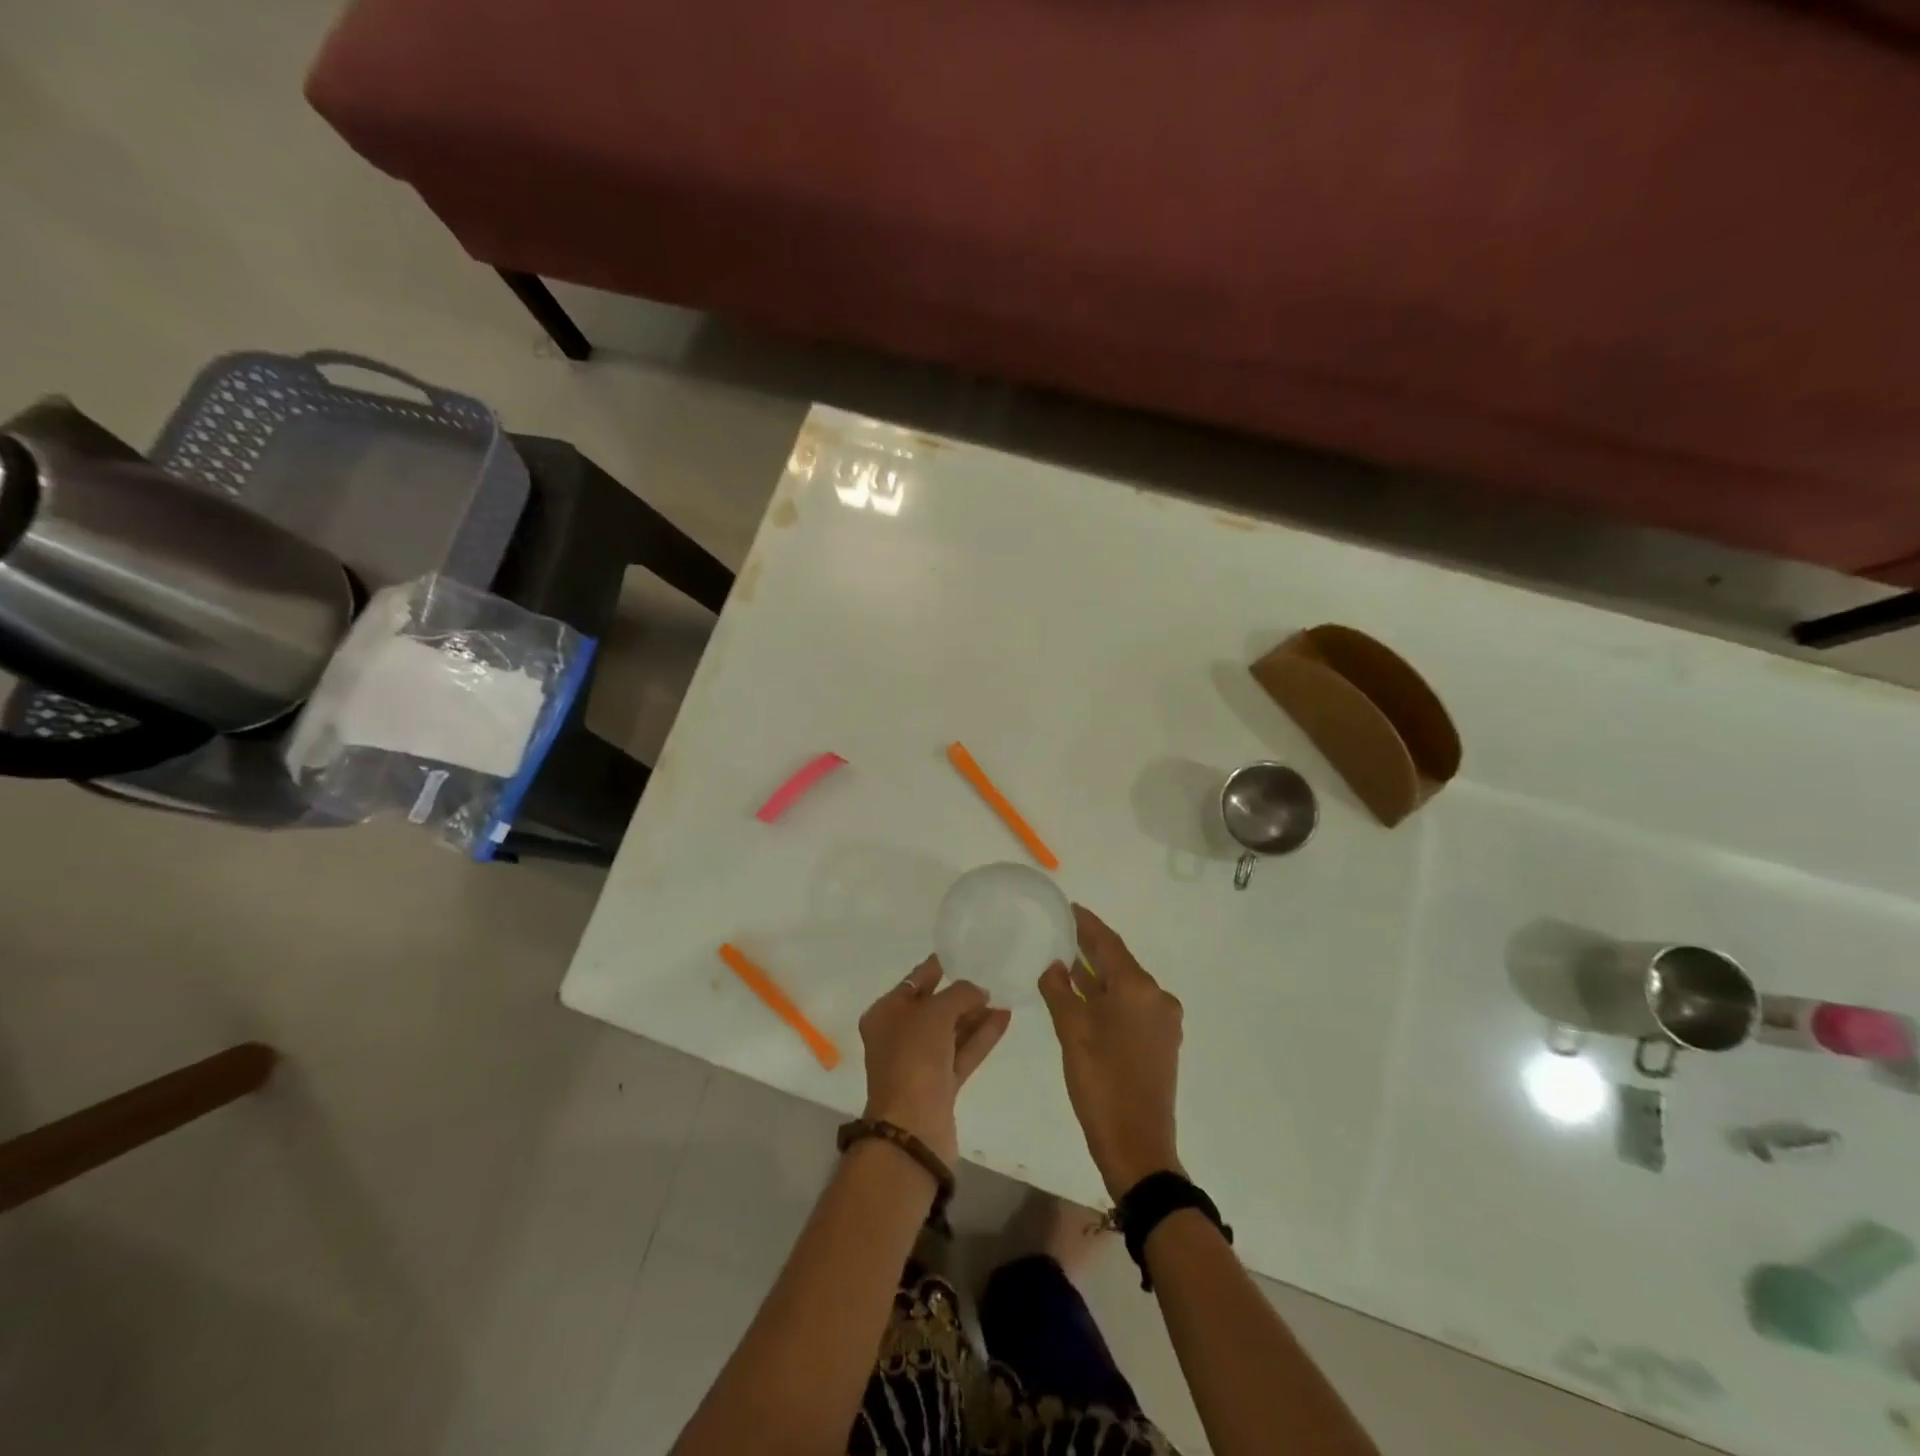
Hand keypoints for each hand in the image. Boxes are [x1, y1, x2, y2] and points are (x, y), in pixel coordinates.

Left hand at [858, 956, 1012, 1166]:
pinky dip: (981, 1036)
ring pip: (950, 1031)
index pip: (912, 983)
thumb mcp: (935, 1012)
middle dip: (960, 994)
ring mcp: (919, 1063)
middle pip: (933, 1007)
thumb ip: (960, 994)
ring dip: (974, 1015)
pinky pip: (962, 1052)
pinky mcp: (940, 1085)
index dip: (935, 969)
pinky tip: (1003, 1019)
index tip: (959, 955)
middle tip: (988, 977)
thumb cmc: (914, 1058)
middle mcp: (898, 1036)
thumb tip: (979, 992)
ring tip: (1002, 996)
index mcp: (884, 1014)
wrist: (913, 1128)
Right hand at [1039, 905, 1184, 1199]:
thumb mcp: (1071, 1032)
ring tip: (1068, 962)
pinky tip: (1086, 997)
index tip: (1069, 907)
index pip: (1109, 943)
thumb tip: (1055, 964)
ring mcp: (1163, 1021)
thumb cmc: (1101, 1082)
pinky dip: (1109, 996)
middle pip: (1120, 962)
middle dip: (1091, 948)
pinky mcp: (1162, 1041)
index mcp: (1138, 988)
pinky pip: (1132, 1005)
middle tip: (1062, 932)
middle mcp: (1157, 997)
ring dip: (1099, 974)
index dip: (1087, 924)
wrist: (1138, 1145)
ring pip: (1125, 985)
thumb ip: (1060, 990)